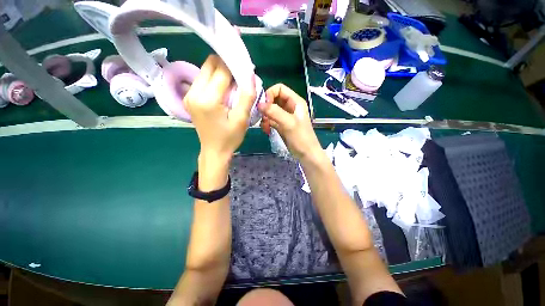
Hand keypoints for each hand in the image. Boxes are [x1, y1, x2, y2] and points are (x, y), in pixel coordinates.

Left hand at [183, 55, 255, 162]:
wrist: (214, 151)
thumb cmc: (230, 138)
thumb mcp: (242, 119)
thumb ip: (247, 96)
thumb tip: (250, 74)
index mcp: (208, 99)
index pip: (221, 70)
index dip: (235, 64)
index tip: (246, 65)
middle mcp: (194, 93)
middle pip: (210, 64)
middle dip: (226, 64)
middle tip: (240, 74)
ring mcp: (189, 94)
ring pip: (206, 70)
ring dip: (221, 71)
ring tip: (234, 83)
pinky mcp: (190, 97)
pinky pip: (203, 79)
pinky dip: (215, 79)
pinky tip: (224, 89)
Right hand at [258, 83, 321, 162]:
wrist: (306, 154)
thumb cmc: (301, 138)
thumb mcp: (289, 123)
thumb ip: (275, 112)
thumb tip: (259, 104)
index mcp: (295, 101)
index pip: (279, 88)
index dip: (270, 94)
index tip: (263, 105)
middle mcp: (290, 106)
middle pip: (273, 99)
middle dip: (266, 107)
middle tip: (261, 116)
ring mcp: (285, 116)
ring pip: (271, 110)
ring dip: (265, 117)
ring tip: (264, 126)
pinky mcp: (281, 125)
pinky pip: (271, 120)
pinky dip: (267, 123)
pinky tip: (266, 130)